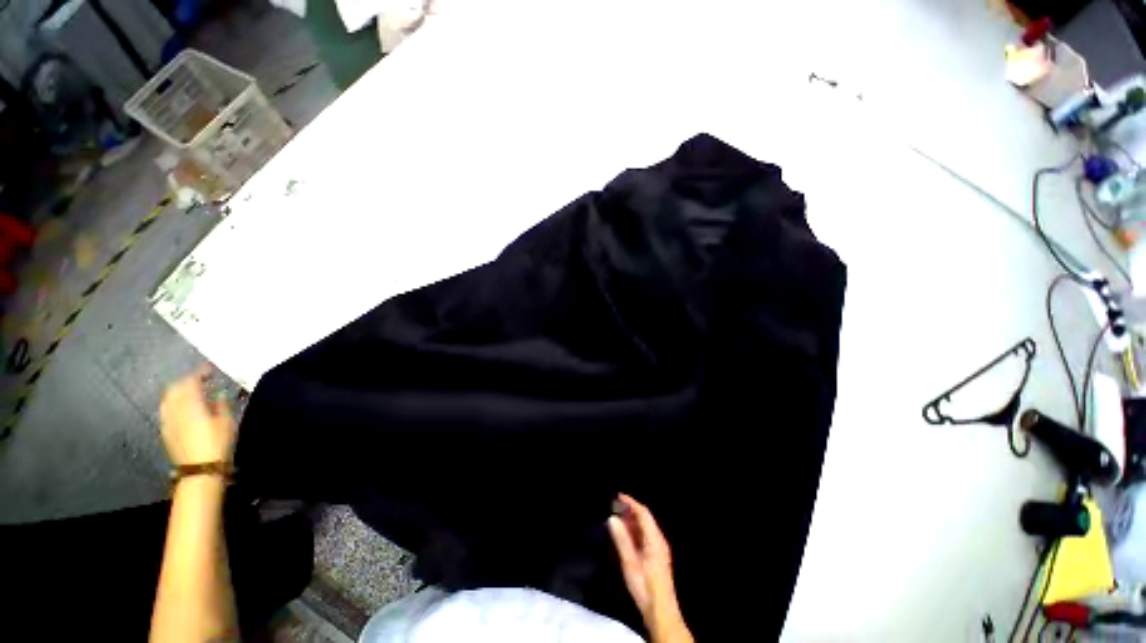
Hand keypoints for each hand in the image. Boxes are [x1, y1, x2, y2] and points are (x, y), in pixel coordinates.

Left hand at [159, 365, 235, 465]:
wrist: (200, 469)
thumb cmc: (218, 443)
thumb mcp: (227, 422)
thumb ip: (221, 404)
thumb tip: (218, 394)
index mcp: (190, 403)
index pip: (191, 381)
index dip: (200, 372)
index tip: (209, 369)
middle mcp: (174, 408)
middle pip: (175, 388)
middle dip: (187, 381)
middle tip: (201, 379)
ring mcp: (167, 420)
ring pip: (168, 399)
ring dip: (179, 392)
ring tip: (192, 393)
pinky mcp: (166, 431)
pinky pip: (167, 410)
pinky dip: (175, 403)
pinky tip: (185, 408)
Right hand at [608, 494, 692, 642]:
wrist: (660, 611)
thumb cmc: (645, 586)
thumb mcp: (630, 563)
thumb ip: (621, 539)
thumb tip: (612, 518)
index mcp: (655, 539)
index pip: (643, 513)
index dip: (631, 503)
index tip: (618, 496)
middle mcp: (658, 540)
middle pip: (645, 518)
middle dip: (630, 510)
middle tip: (614, 506)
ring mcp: (658, 548)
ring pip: (645, 527)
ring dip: (631, 520)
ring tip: (617, 517)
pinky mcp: (656, 556)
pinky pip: (645, 536)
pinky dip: (634, 531)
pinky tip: (624, 534)